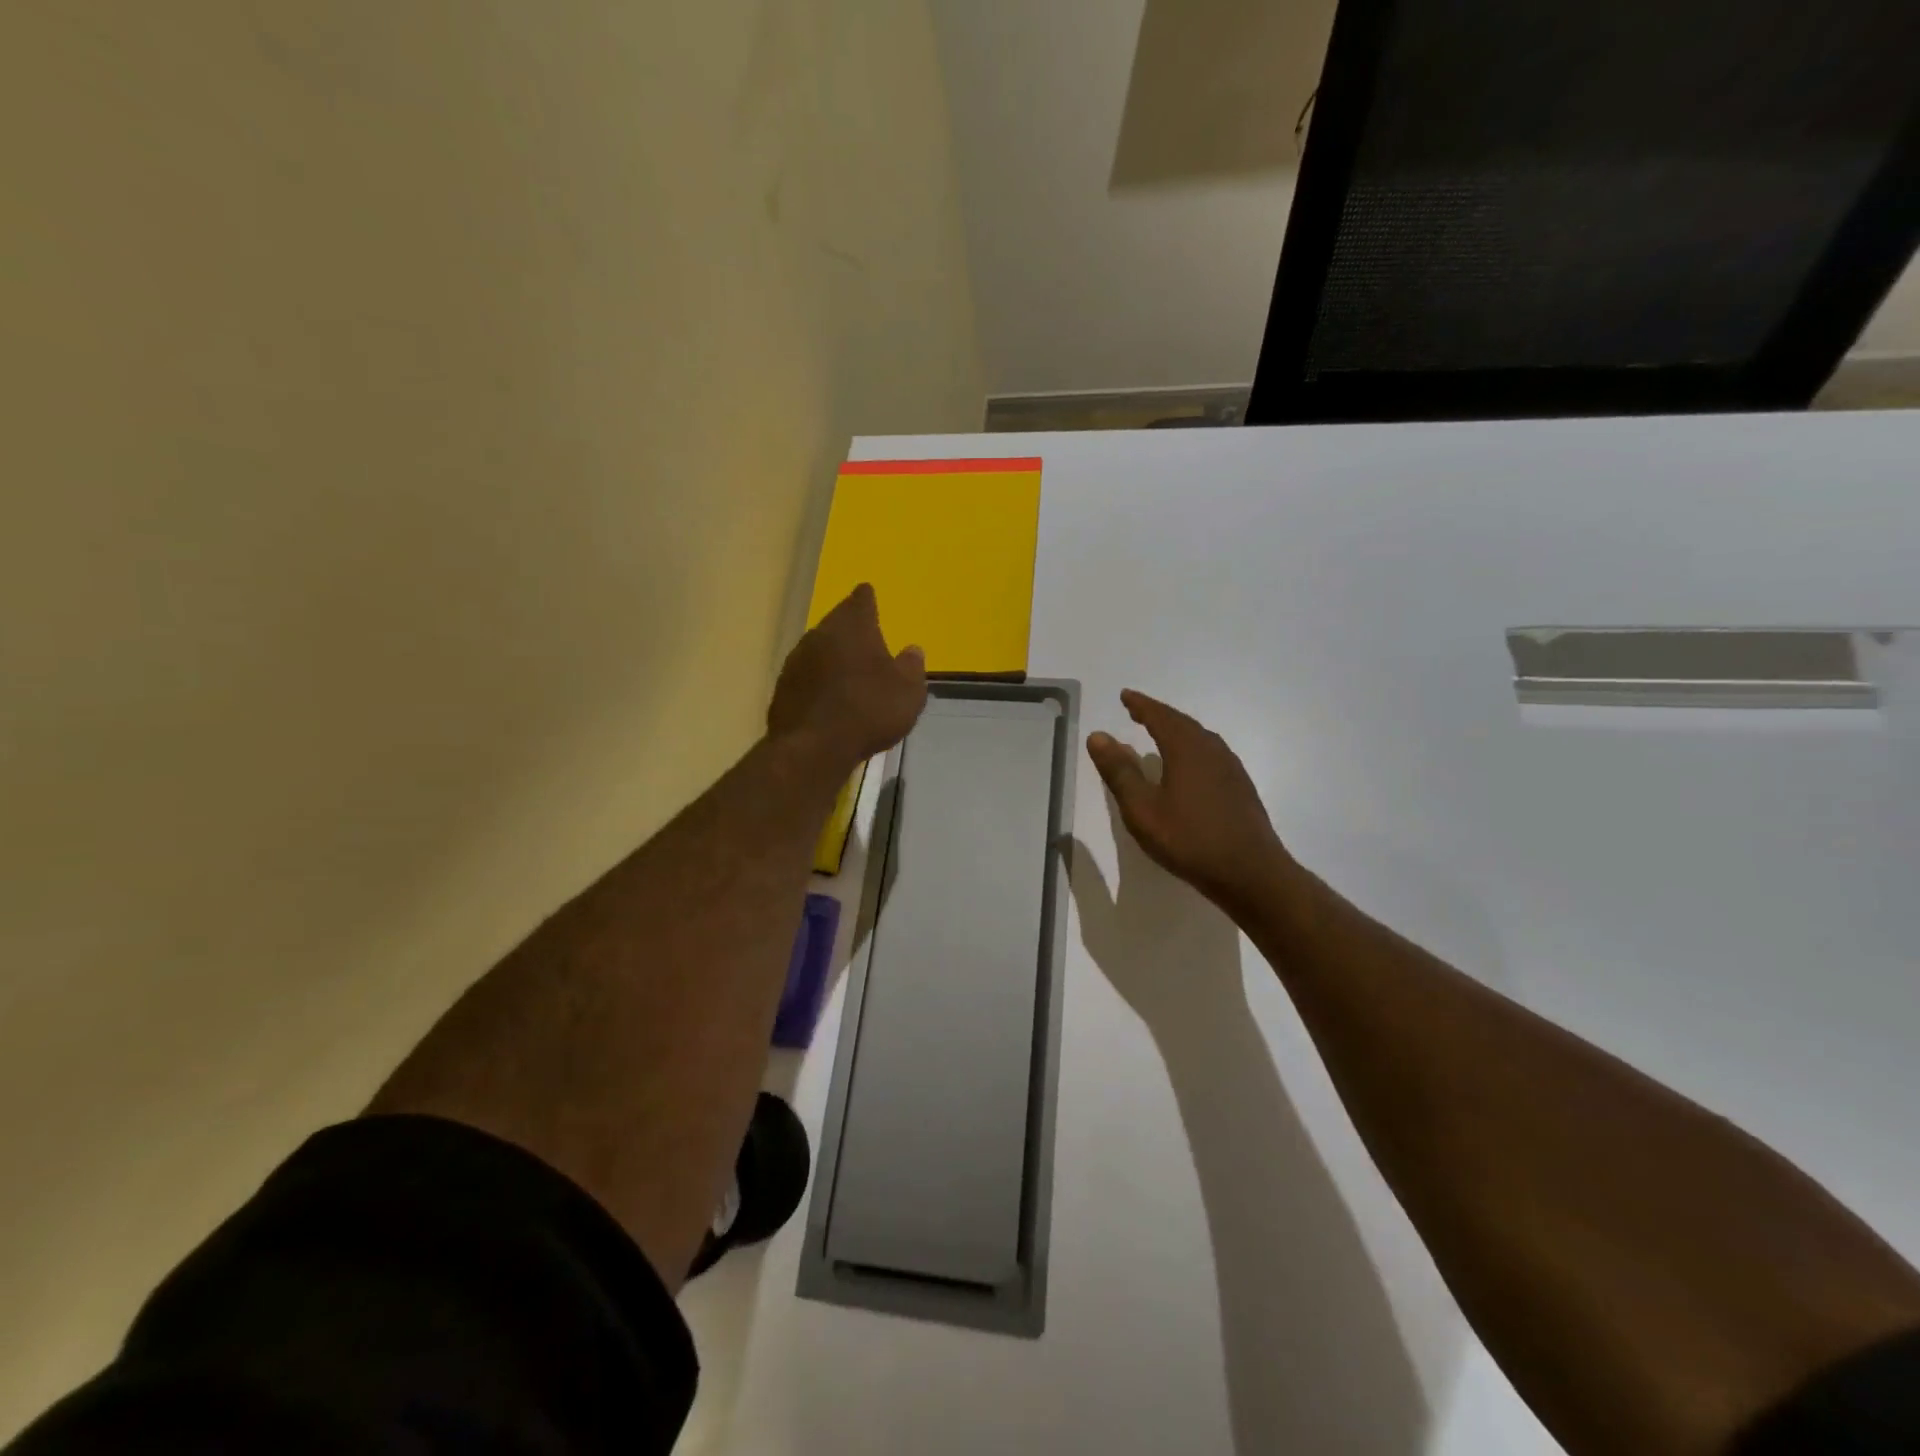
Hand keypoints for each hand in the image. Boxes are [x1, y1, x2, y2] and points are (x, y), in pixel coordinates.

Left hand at [768, 583, 927, 769]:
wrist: (813, 748)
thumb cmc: (869, 711)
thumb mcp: (908, 692)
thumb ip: (911, 667)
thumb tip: (912, 650)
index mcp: (852, 627)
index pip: (861, 601)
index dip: (867, 599)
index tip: (868, 595)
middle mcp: (819, 635)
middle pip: (836, 624)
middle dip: (850, 631)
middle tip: (865, 640)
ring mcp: (795, 661)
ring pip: (818, 650)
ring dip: (832, 658)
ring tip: (848, 673)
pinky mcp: (782, 689)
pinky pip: (806, 678)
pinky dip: (818, 682)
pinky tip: (828, 699)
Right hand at [1086, 690, 1293, 915]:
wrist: (1250, 873)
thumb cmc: (1189, 840)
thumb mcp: (1142, 809)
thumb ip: (1119, 772)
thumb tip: (1098, 736)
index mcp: (1187, 749)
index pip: (1160, 717)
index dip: (1140, 705)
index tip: (1125, 696)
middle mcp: (1212, 750)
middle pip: (1182, 723)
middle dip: (1158, 714)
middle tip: (1138, 710)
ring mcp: (1231, 768)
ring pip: (1200, 738)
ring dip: (1177, 730)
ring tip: (1160, 733)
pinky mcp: (1240, 787)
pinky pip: (1211, 753)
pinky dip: (1192, 747)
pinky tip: (1189, 765)